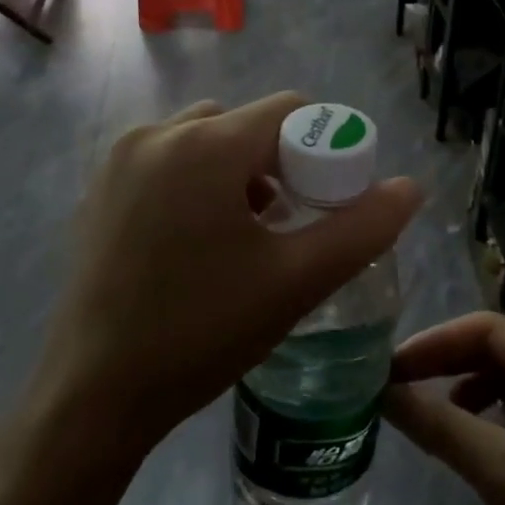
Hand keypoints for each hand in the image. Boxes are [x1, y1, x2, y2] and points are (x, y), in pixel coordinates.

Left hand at [34, 93, 422, 458]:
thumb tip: (410, 188)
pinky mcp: (99, 192)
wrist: (95, 393)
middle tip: (289, 226)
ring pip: (204, 143)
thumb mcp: (297, 280)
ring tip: (247, 237)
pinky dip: (196, 185)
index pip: (290, 112)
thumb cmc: (203, 331)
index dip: (324, 150)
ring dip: (237, 174)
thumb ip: (363, 228)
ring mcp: (119, 161)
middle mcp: (157, 134)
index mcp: (206, 144)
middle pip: (245, 125)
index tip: (329, 204)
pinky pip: (166, 165)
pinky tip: (198, 245)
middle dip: (279, 165)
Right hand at [384, 313, 504, 504]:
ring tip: (426, 418)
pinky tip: (467, 445)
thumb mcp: (501, 471)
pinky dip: (488, 421)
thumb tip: (380, 390)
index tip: (386, 368)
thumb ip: (438, 423)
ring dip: (464, 393)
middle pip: (496, 351)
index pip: (486, 328)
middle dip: (445, 365)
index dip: (432, 343)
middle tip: (395, 389)